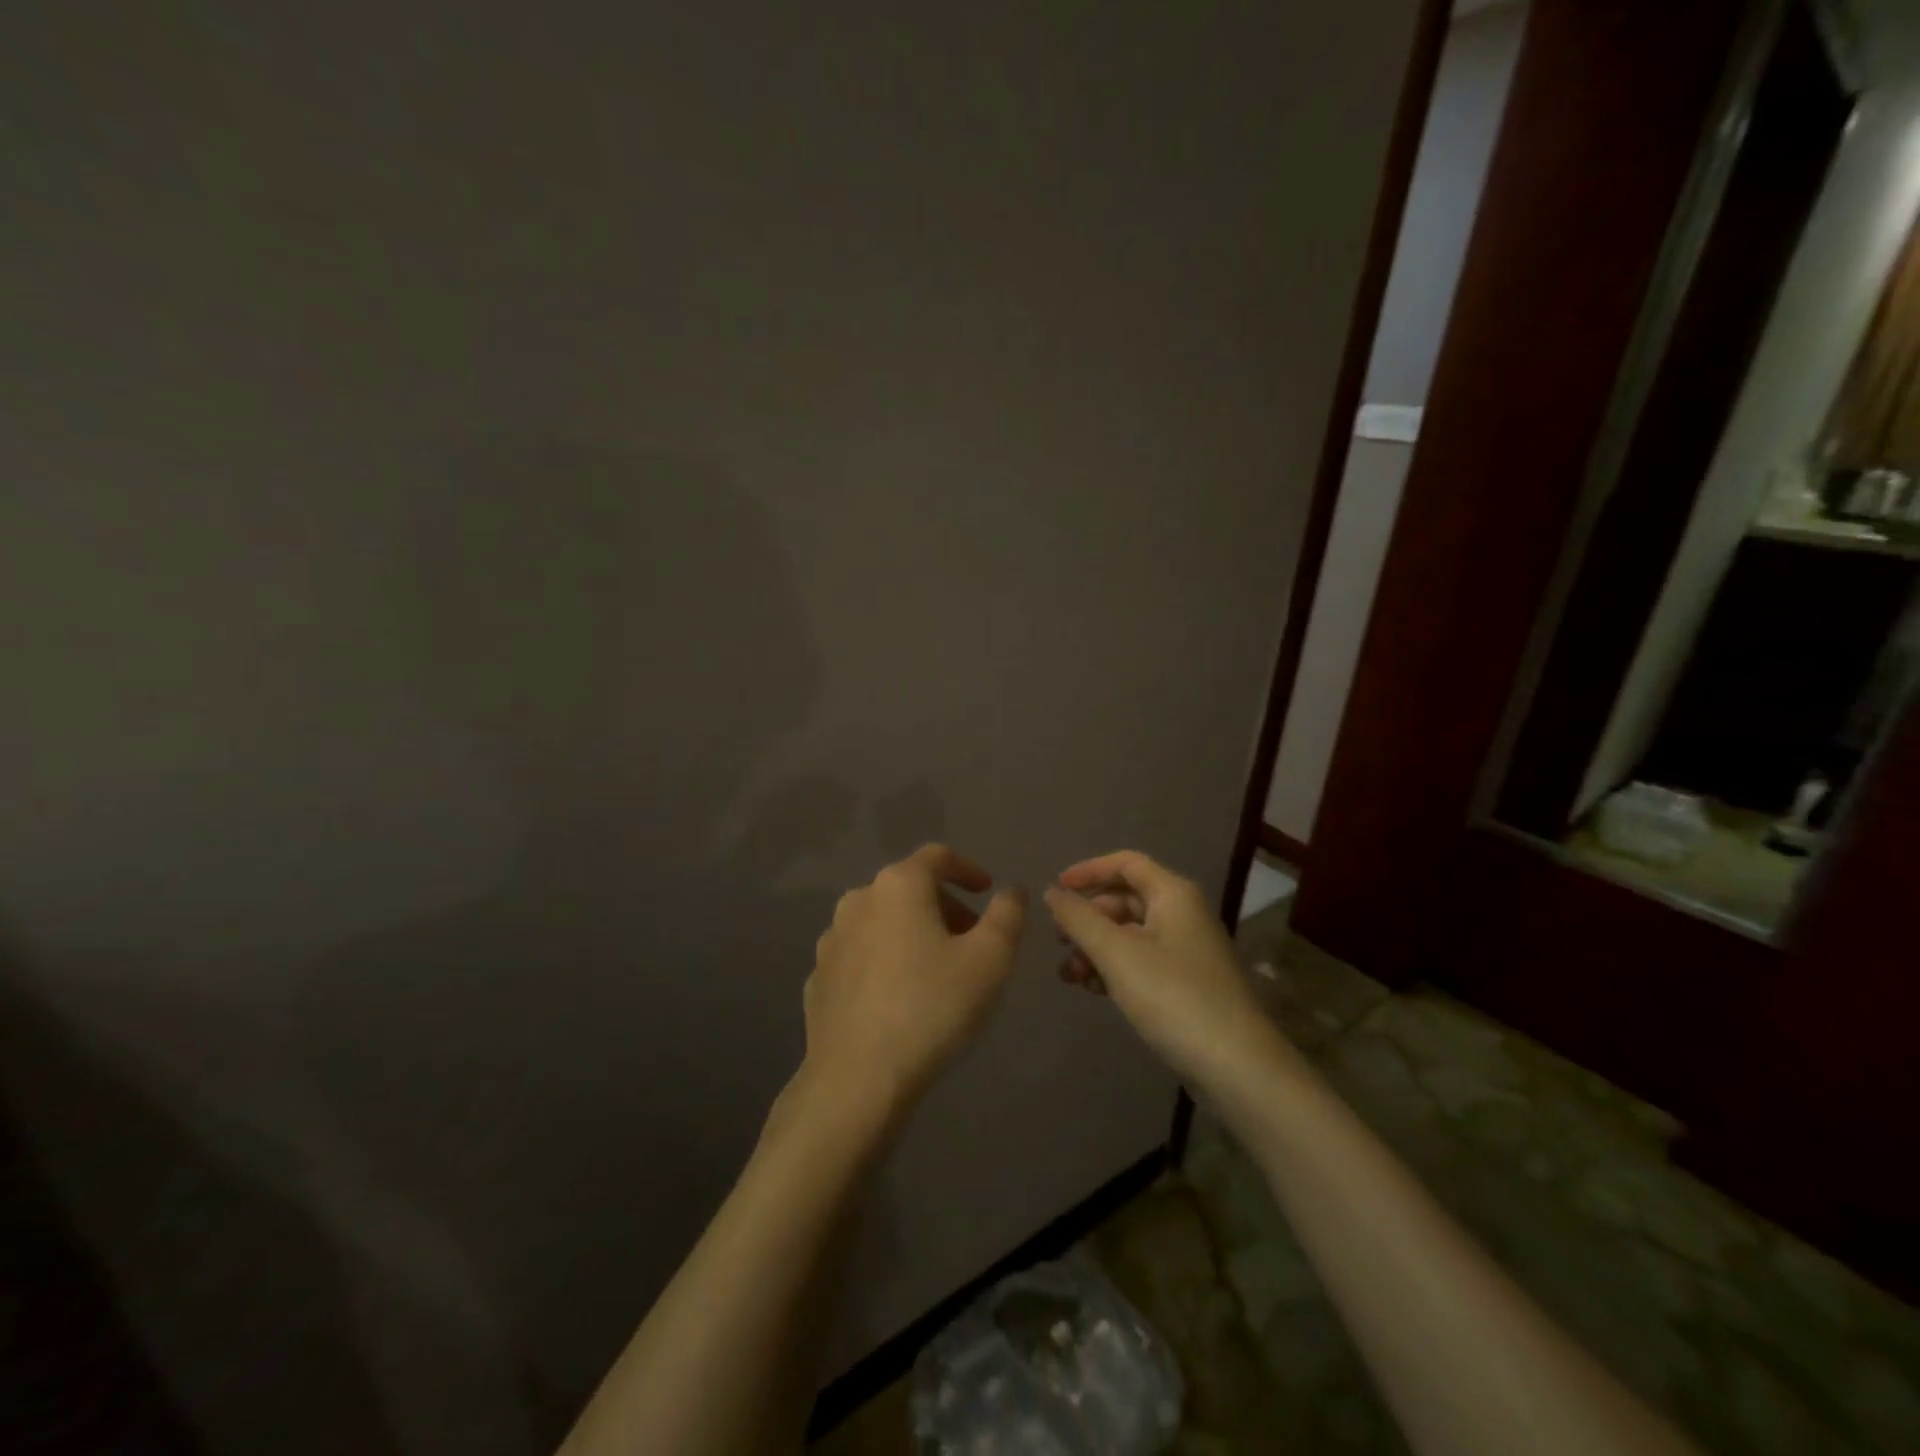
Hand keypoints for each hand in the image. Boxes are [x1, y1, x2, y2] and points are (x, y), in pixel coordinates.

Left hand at [800, 844, 1027, 1117]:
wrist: (857, 1078)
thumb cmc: (932, 1006)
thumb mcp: (990, 959)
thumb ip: (1008, 915)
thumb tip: (1012, 891)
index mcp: (898, 886)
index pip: (937, 857)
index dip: (968, 869)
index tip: (988, 891)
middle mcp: (858, 900)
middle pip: (909, 888)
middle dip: (944, 906)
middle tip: (971, 939)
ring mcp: (831, 939)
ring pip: (882, 921)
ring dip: (912, 932)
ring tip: (937, 969)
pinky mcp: (818, 977)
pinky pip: (861, 955)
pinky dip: (885, 961)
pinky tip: (899, 997)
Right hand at [1045, 851, 1280, 1086]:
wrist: (1236, 1066)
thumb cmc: (1173, 997)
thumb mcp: (1116, 953)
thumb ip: (1079, 919)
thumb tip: (1052, 893)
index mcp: (1173, 895)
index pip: (1126, 863)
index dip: (1088, 871)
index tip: (1055, 891)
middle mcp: (1182, 915)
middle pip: (1125, 900)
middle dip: (1088, 918)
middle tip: (1058, 941)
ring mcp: (1186, 951)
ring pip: (1130, 935)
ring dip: (1096, 948)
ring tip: (1069, 975)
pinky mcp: (1186, 985)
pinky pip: (1141, 962)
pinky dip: (1114, 969)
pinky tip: (1092, 990)